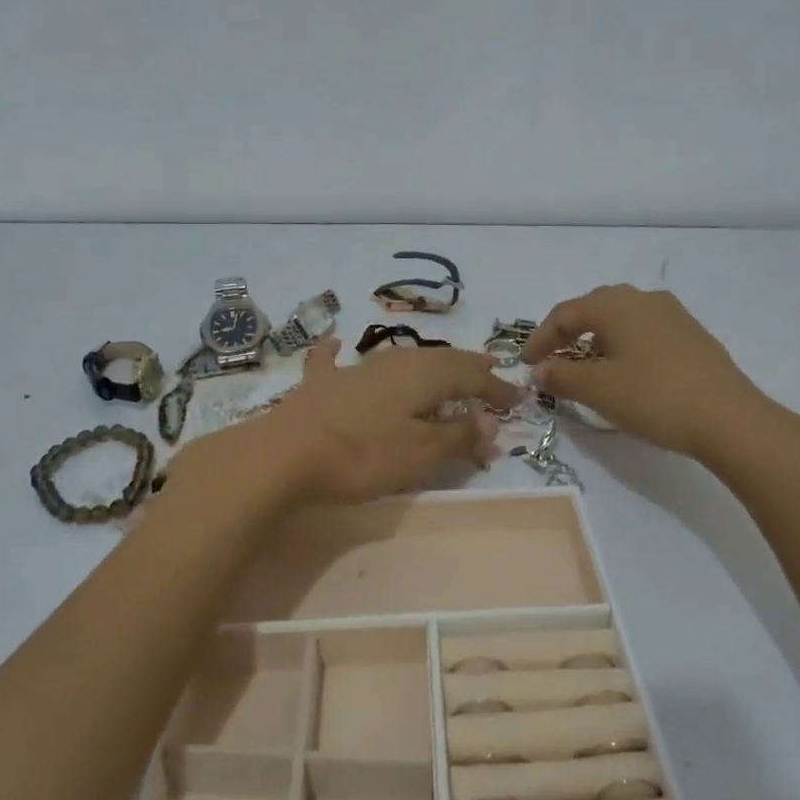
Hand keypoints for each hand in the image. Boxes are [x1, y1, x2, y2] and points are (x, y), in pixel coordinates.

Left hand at [206, 338, 518, 505]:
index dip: (496, 388)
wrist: (282, 455)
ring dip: (427, 365)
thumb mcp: (420, 453)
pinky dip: (339, 353)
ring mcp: (353, 371)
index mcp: (423, 376)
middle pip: (439, 360)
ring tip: (443, 368)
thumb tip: (491, 422)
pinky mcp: (319, 385)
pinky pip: (335, 362)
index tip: (518, 400)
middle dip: (467, 368)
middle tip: (488, 374)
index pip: (471, 376)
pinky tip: (335, 343)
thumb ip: (458, 435)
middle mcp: (392, 363)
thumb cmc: (362, 456)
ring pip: (400, 360)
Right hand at [526, 285, 799, 463]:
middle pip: (594, 309)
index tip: (527, 364)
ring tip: (586, 368)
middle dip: (568, 334)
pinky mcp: (692, 336)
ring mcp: (674, 315)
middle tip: (552, 360)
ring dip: (597, 340)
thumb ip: (562, 376)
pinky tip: (626, 373)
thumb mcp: (598, 390)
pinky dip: (624, 347)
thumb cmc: (654, 398)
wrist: (729, 419)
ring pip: (622, 320)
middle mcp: (645, 299)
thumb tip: (541, 369)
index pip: (566, 313)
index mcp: (617, 304)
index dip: (541, 338)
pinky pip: (645, 333)